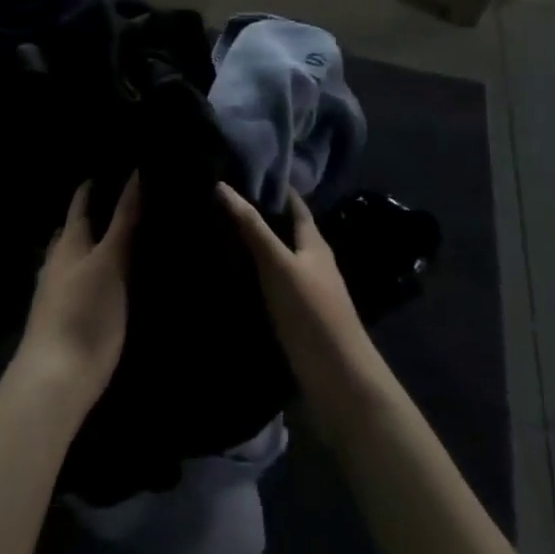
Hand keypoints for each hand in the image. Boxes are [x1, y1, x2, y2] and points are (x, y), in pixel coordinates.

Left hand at [15, 174, 140, 411]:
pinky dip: (94, 277)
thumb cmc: (84, 311)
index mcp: (68, 245)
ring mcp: (58, 296)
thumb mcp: (110, 261)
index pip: (79, 207)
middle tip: (119, 204)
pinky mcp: (66, 323)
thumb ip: (123, 221)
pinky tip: (109, 284)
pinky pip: (80, 287)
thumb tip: (134, 174)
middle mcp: (58, 264)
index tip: (109, 171)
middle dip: (90, 218)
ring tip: (120, 242)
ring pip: (74, 261)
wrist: (56, 379)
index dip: (91, 188)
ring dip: (91, 249)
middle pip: (72, 233)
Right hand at [218, 182, 385, 434]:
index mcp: (315, 244)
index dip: (273, 186)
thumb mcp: (279, 265)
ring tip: (215, 234)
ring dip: (253, 247)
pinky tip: (230, 279)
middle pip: (285, 231)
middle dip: (258, 216)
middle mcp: (312, 263)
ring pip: (277, 259)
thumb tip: (222, 185)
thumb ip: (252, 228)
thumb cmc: (312, 314)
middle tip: (218, 201)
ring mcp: (306, 293)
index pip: (294, 204)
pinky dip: (252, 277)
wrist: (339, 383)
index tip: (241, 170)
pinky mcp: (296, 319)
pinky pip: (271, 287)